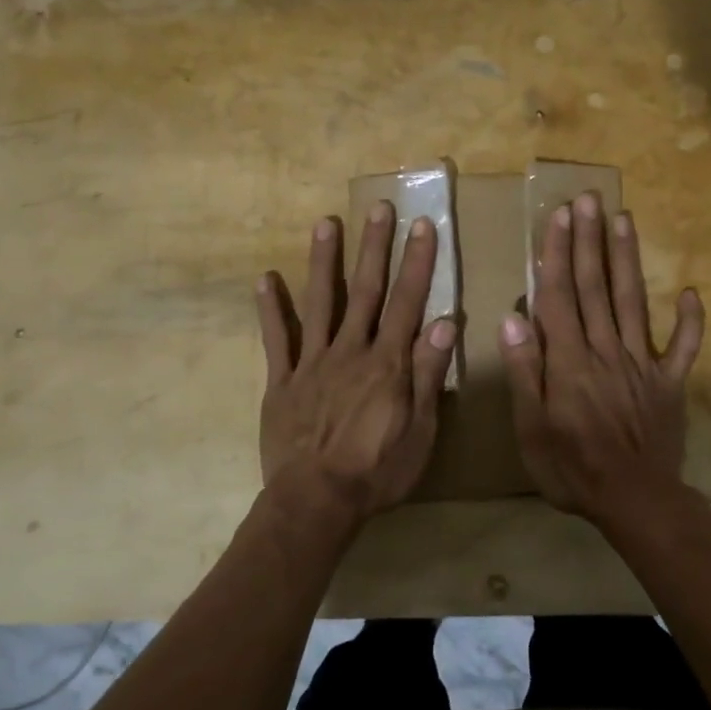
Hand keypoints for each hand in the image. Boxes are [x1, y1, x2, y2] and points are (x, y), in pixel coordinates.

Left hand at [256, 203, 456, 525]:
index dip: (416, 263)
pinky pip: (276, 339)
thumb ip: (428, 373)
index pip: (407, 302)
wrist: (316, 502)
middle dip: (375, 247)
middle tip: (379, 208)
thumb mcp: (420, 430)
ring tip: (325, 223)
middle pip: (366, 291)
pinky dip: (270, 309)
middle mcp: (351, 351)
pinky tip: (265, 279)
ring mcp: (312, 362)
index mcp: (387, 363)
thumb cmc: (377, 471)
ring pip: (320, 303)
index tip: (422, 226)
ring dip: (324, 262)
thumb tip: (445, 321)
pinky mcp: (282, 381)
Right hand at [498, 192, 704, 526]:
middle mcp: (606, 350)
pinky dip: (691, 320)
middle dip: (590, 241)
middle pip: (595, 287)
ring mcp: (642, 363)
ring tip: (624, 220)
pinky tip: (691, 292)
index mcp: (569, 360)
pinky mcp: (670, 382)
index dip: (558, 254)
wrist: (635, 502)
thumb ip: (524, 371)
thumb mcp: (531, 428)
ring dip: (627, 259)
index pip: (559, 295)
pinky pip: (684, 346)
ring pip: (633, 302)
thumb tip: (513, 318)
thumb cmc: (572, 468)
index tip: (559, 217)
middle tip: (589, 200)